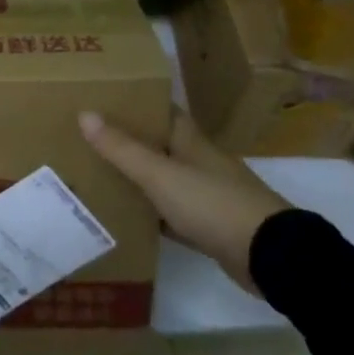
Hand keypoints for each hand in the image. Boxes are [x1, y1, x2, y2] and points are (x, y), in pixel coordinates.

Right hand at [79, 107, 291, 295]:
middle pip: (158, 143)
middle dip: (127, 140)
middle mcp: (197, 160)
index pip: (159, 110)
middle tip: (86, 138)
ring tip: (95, 174)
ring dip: (136, 177)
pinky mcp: (208, 225)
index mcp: (189, 139)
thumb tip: (84, 113)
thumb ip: (122, 148)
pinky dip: (150, 213)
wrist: (268, 255)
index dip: (133, 102)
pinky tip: (125, 217)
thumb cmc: (212, 203)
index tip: (100, 99)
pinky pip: (170, 212)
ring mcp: (205, 193)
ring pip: (163, 178)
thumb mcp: (160, 174)